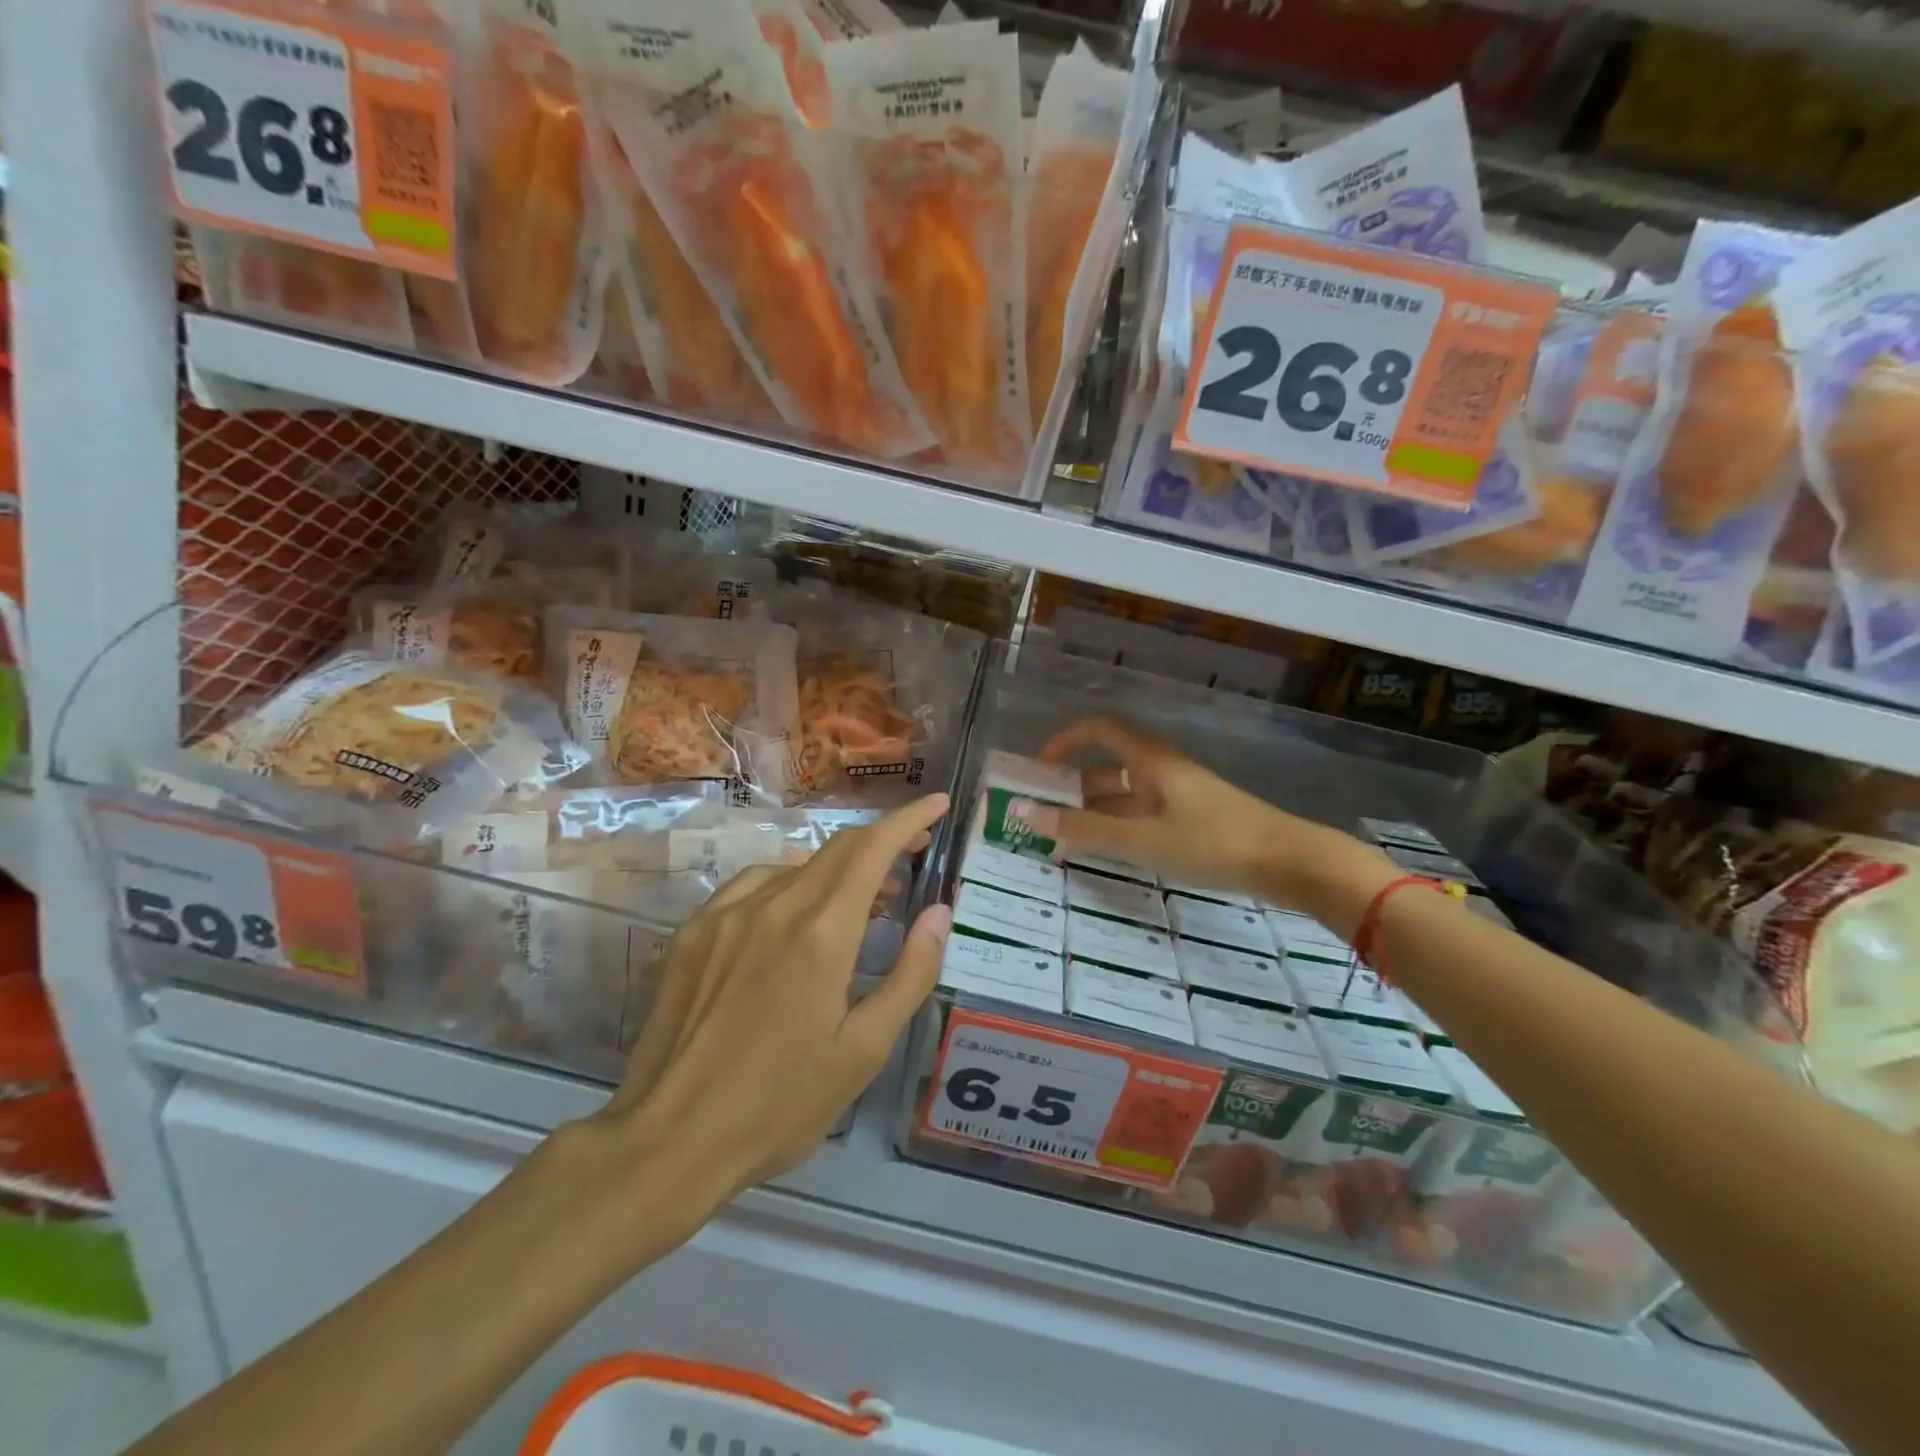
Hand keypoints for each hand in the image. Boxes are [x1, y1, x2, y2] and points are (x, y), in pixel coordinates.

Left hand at [587, 794, 952, 1231]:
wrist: (667, 1142)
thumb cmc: (779, 1105)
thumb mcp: (863, 1051)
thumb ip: (910, 974)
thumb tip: (939, 913)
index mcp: (821, 933)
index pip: (872, 849)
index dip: (908, 820)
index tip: (936, 804)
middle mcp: (773, 906)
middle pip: (836, 849)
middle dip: (881, 841)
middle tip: (913, 856)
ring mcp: (725, 914)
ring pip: (794, 866)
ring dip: (836, 870)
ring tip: (860, 903)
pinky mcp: (692, 932)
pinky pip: (752, 887)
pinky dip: (788, 886)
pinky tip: (791, 919)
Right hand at [1034, 718, 1391, 919]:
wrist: (1289, 861)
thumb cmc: (1211, 841)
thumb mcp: (1141, 839)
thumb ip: (1083, 829)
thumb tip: (1023, 812)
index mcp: (1150, 760)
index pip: (1100, 730)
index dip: (1066, 741)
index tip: (1039, 769)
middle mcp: (1162, 770)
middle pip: (1109, 767)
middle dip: (1074, 788)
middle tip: (1046, 818)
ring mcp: (1180, 796)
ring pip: (1127, 796)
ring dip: (1096, 813)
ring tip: (1068, 843)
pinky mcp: (1195, 820)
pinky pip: (1145, 816)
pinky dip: (1121, 829)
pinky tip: (1112, 854)